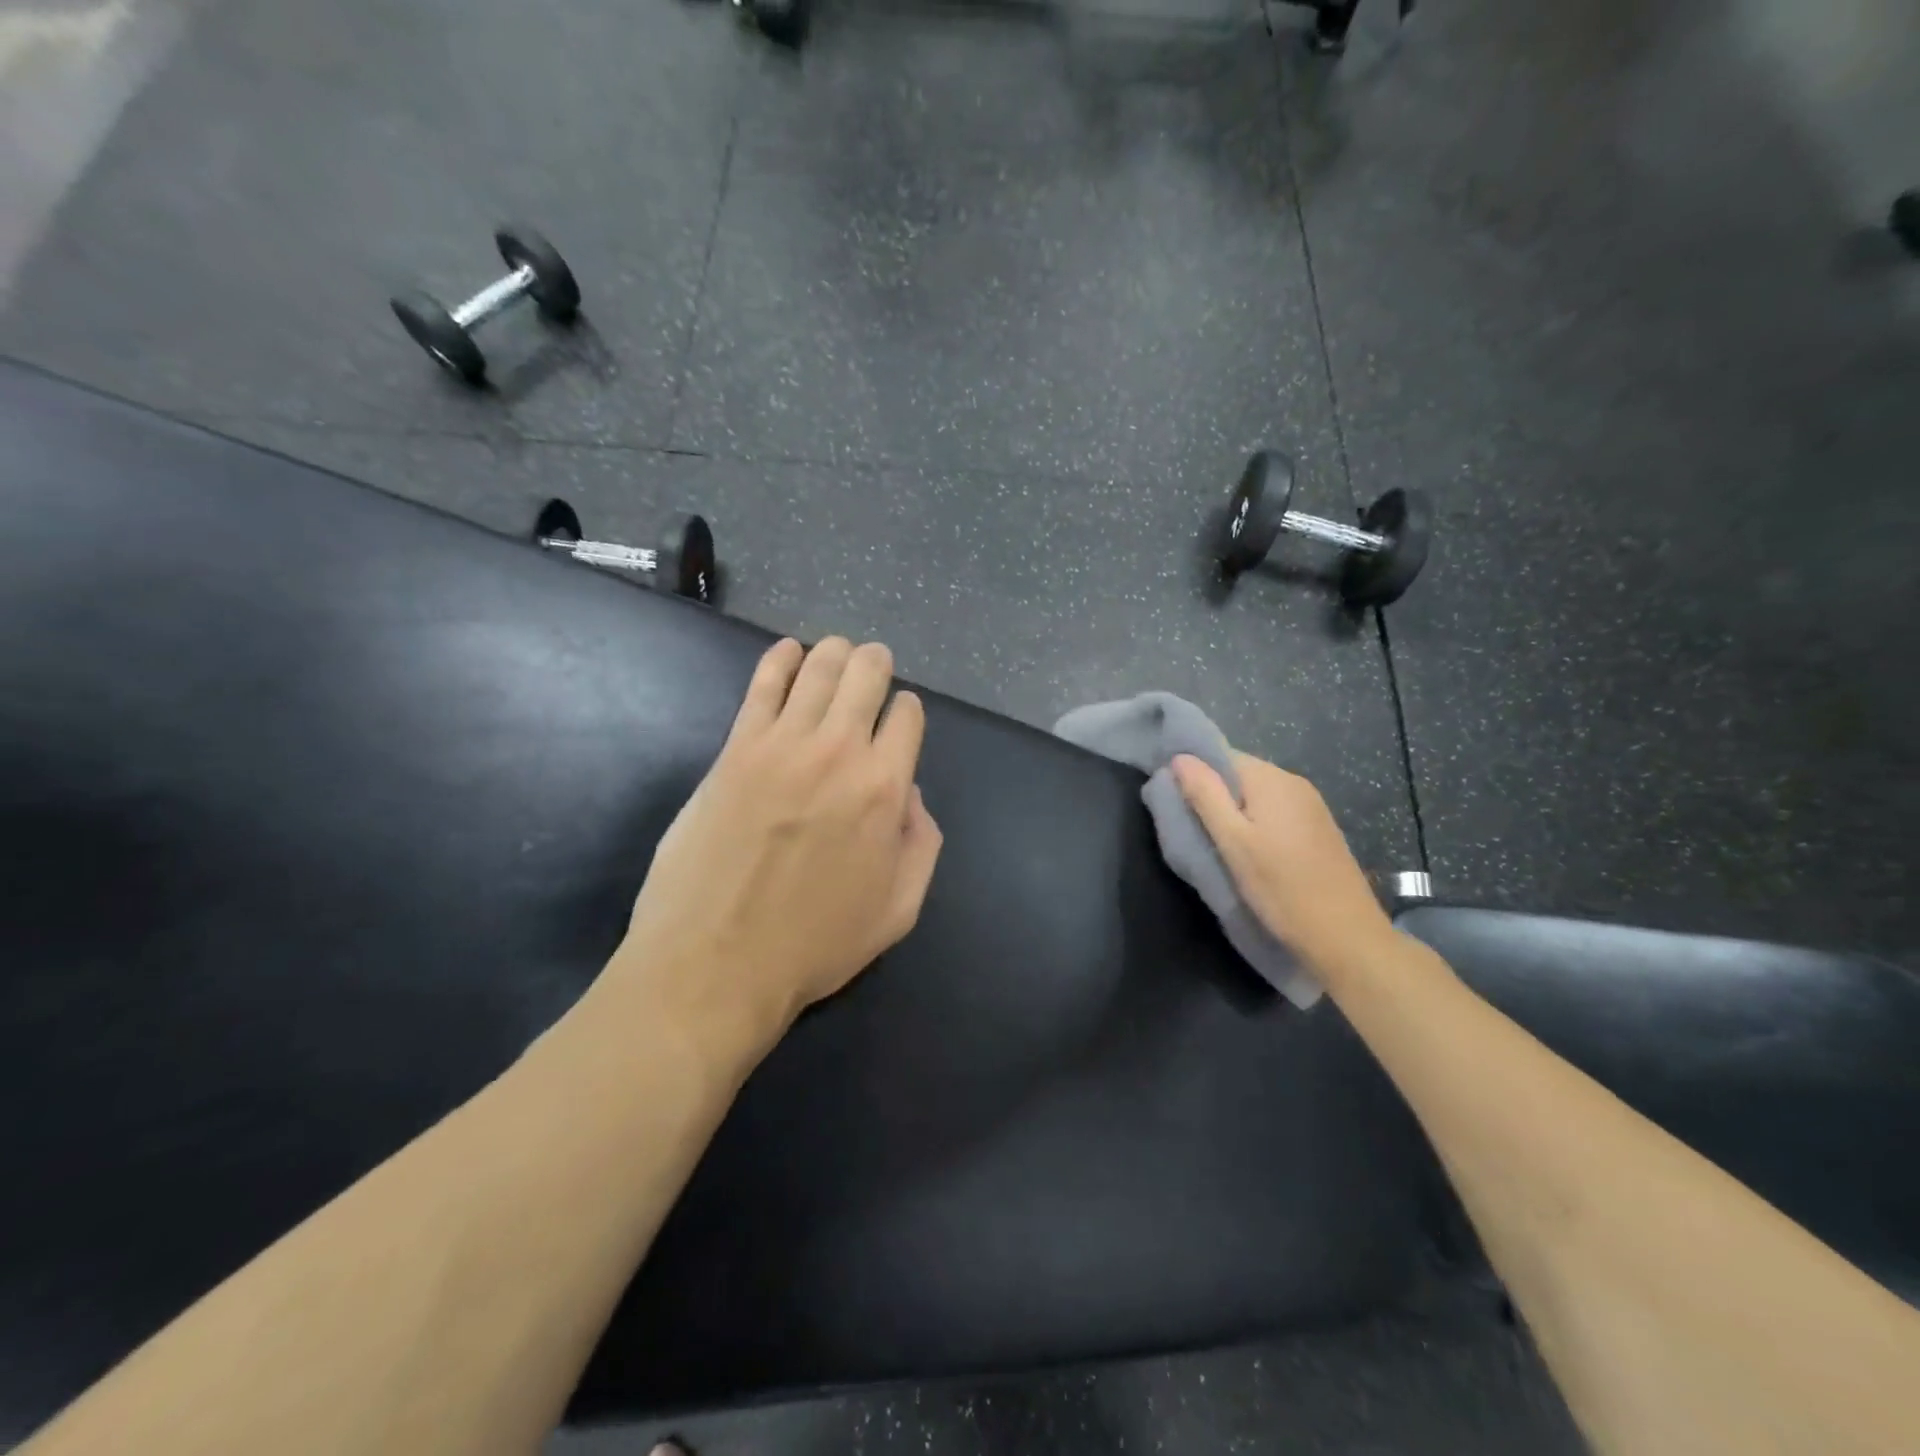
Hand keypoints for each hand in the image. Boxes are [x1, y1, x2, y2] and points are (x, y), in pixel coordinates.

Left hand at [610, 638, 942, 1064]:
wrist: (715, 965)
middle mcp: (838, 751)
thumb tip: (909, 793)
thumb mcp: (899, 910)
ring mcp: (781, 744)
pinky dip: (779, 659)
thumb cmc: (814, 945)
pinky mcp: (735, 749)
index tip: (897, 723)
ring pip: (818, 668)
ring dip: (835, 653)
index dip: (906, 712)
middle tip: (873, 666)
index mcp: (885, 788)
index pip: (907, 716)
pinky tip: (787, 652)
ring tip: (838, 653)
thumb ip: (921, 843)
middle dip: (876, 664)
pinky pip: (761, 684)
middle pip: (865, 675)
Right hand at [1172, 751, 1391, 968]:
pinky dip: (1255, 826)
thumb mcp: (1232, 842)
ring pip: (1257, 797)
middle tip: (1192, 829)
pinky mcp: (1319, 830)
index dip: (1194, 774)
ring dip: (1234, 813)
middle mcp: (1294, 783)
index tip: (1175, 802)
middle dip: (1213, 795)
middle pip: (1240, 775)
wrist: (1346, 937)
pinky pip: (1275, 813)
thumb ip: (1205, 795)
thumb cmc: (1281, 888)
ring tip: (1217, 845)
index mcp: (1272, 779)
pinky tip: (1249, 854)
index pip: (1222, 756)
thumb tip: (1179, 757)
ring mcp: (1312, 807)